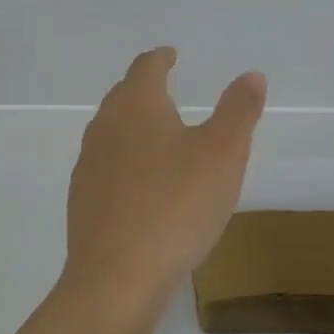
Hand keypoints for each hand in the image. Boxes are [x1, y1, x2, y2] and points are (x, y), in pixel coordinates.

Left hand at [61, 49, 267, 319]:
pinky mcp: (83, 201)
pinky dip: (125, 162)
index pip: (145, 68)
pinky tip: (141, 185)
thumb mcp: (224, 154)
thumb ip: (238, 110)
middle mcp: (104, 127)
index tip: (170, 56)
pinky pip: (106, 167)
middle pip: (123, 96)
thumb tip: (251, 75)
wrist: (117, 278)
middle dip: (144, 89)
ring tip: (157, 136)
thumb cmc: (177, 205)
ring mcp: (88, 166)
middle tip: (166, 90)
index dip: (160, 59)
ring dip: (133, 126)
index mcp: (136, 106)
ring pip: (111, 132)